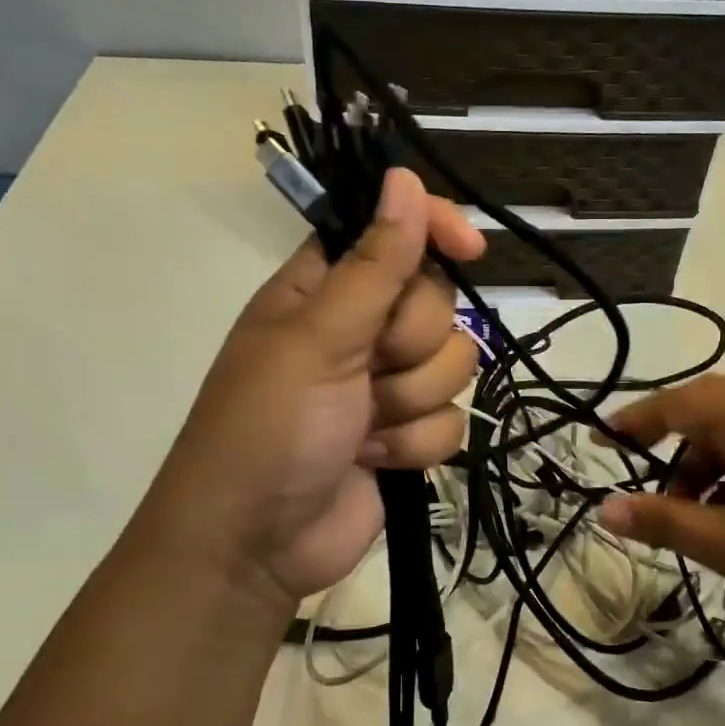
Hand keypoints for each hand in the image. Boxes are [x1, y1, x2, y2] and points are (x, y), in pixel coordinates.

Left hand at [137, 168, 484, 610]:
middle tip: (366, 370)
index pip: (392, 231)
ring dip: (411, 401)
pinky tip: (375, 460)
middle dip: (410, 343)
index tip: (469, 247)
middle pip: (437, 302)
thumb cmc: (267, 428)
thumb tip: (402, 178)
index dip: (433, 229)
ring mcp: (385, 384)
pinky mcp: (406, 435)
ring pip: (453, 362)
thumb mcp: (317, 339)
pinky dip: (415, 444)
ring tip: (362, 427)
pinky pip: (453, 420)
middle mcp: (359, 328)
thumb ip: (374, 264)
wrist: (255, 547)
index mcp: (324, 288)